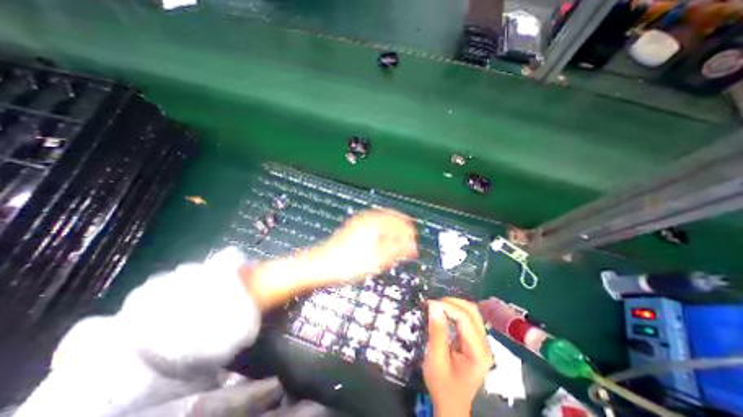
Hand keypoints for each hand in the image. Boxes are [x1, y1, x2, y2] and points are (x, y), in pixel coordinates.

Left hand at [321, 211, 419, 285]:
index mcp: (374, 224)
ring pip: (382, 218)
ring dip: (393, 226)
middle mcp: (367, 219)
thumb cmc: (349, 264)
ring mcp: (359, 221)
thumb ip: (396, 251)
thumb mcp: (377, 260)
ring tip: (400, 235)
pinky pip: (374, 221)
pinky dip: (383, 226)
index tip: (414, 242)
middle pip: (391, 217)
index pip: (398, 223)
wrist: (322, 264)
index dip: (408, 233)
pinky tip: (383, 234)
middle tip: (410, 237)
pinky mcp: (353, 227)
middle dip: (402, 227)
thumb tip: (412, 246)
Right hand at [424, 298, 491, 414]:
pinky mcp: (475, 341)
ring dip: (454, 305)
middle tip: (434, 304)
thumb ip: (437, 331)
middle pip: (472, 312)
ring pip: (471, 313)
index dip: (448, 306)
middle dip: (452, 303)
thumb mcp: (436, 359)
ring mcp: (481, 343)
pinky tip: (444, 313)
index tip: (430, 303)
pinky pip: (468, 319)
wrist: (451, 404)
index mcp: (479, 352)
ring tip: (437, 306)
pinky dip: (455, 312)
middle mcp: (485, 344)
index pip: (466, 319)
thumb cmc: (443, 385)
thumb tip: (434, 305)